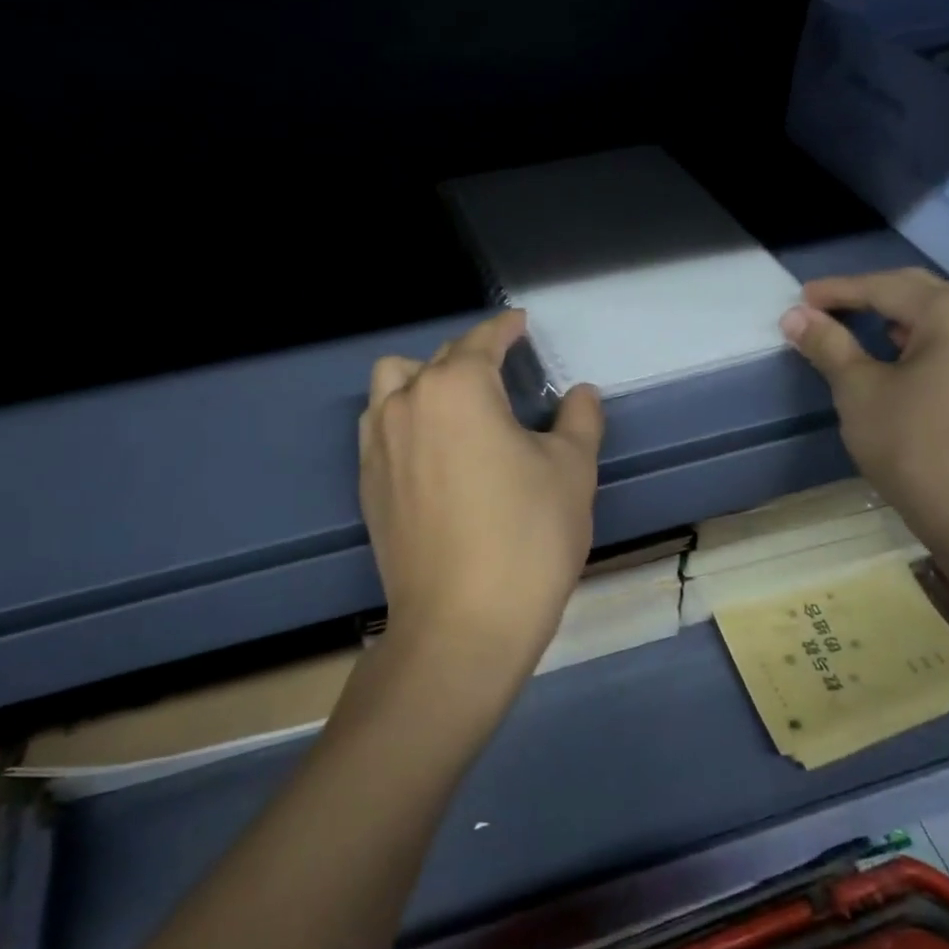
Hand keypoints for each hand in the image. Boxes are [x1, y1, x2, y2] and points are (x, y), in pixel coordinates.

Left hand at [358, 309, 604, 693]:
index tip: (521, 323)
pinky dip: (403, 416)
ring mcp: (378, 443)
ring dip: (424, 378)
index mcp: (458, 388)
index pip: (482, 340)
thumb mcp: (571, 471)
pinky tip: (432, 447)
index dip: (506, 327)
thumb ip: (579, 420)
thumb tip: (580, 393)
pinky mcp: (367, 482)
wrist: (461, 625)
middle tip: (506, 374)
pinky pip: (379, 424)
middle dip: (473, 355)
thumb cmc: (527, 538)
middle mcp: (408, 403)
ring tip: (457, 404)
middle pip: (439, 359)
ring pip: (393, 383)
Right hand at [779, 270, 948, 559]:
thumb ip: (829, 346)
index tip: (800, 299)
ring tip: (893, 331)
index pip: (885, 288)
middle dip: (875, 297)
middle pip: (926, 292)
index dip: (838, 292)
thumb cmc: (917, 449)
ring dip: (926, 312)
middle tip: (831, 311)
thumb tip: (795, 315)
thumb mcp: (860, 393)